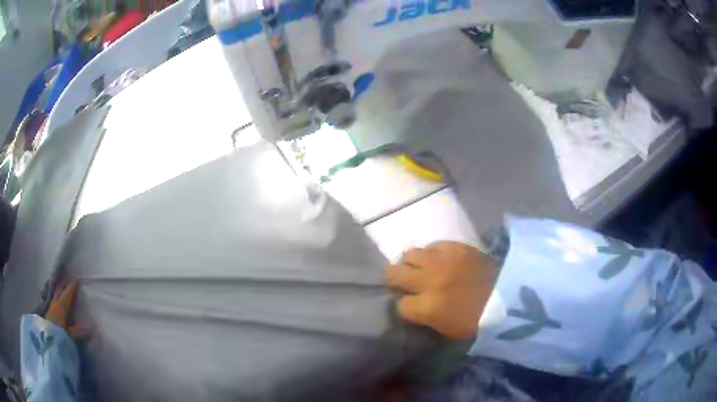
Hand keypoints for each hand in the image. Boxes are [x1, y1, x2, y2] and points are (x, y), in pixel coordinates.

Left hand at [46, 279, 88, 338]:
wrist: (46, 343)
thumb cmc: (59, 338)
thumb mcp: (70, 337)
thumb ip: (79, 331)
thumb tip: (92, 326)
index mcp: (60, 307)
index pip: (67, 294)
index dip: (72, 287)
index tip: (78, 280)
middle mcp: (54, 304)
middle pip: (59, 290)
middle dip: (64, 284)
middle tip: (70, 279)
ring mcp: (50, 308)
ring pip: (55, 294)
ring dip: (59, 289)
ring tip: (63, 286)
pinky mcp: (48, 314)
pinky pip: (53, 300)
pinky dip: (56, 296)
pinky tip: (57, 299)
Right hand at [385, 242, 497, 339]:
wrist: (508, 298)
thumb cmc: (477, 321)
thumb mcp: (445, 328)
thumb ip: (424, 315)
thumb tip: (412, 303)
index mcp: (427, 308)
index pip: (399, 304)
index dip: (405, 306)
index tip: (411, 306)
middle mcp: (429, 281)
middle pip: (394, 273)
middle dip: (394, 279)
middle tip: (401, 282)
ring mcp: (442, 260)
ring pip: (410, 254)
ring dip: (412, 263)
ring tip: (421, 268)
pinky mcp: (456, 247)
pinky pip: (433, 245)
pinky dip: (433, 253)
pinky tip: (440, 260)